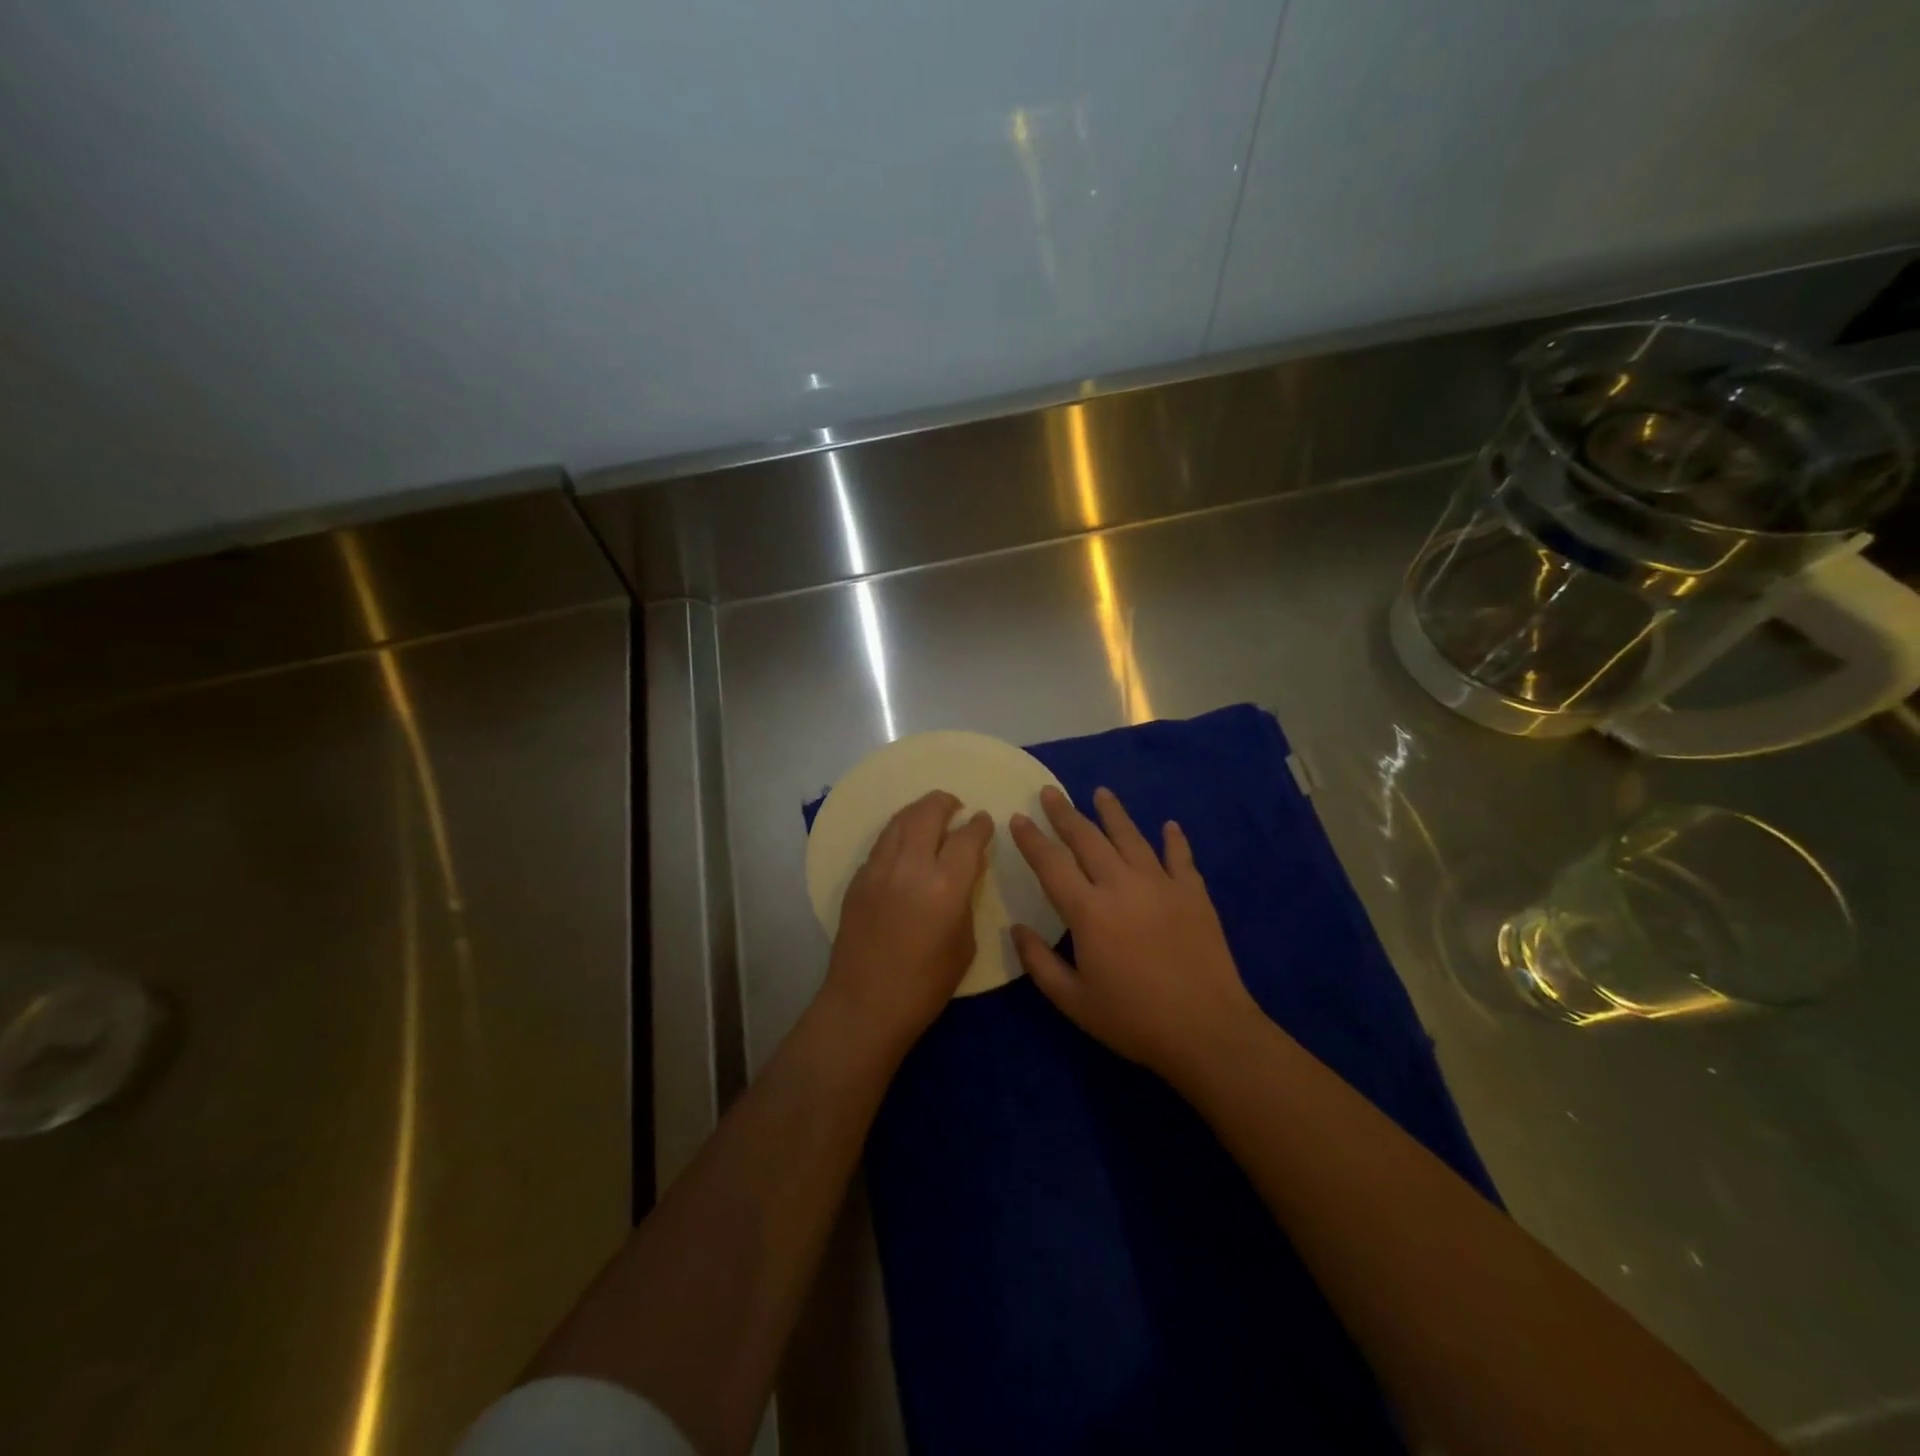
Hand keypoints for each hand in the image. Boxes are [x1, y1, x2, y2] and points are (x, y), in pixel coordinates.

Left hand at [823, 790, 994, 1051]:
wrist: (865, 1004)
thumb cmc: (925, 985)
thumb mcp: (964, 943)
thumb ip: (965, 899)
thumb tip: (963, 873)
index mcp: (945, 885)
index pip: (967, 837)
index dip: (980, 825)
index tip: (984, 820)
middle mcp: (910, 866)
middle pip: (928, 813)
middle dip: (945, 803)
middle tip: (956, 806)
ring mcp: (879, 869)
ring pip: (899, 821)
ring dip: (918, 811)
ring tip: (930, 814)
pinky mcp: (858, 878)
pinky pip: (882, 842)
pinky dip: (898, 832)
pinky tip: (905, 841)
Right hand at [1009, 785, 1260, 1081]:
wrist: (1207, 1031)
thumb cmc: (1133, 1020)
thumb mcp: (1073, 1001)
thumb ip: (1039, 963)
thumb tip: (1016, 929)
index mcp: (1088, 911)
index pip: (1051, 864)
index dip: (1031, 839)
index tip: (1017, 817)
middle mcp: (1122, 886)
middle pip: (1088, 839)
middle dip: (1065, 813)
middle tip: (1050, 791)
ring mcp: (1162, 885)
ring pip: (1131, 837)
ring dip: (1113, 813)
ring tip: (1101, 792)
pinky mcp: (1194, 894)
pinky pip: (1180, 857)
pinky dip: (1174, 840)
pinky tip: (1169, 825)